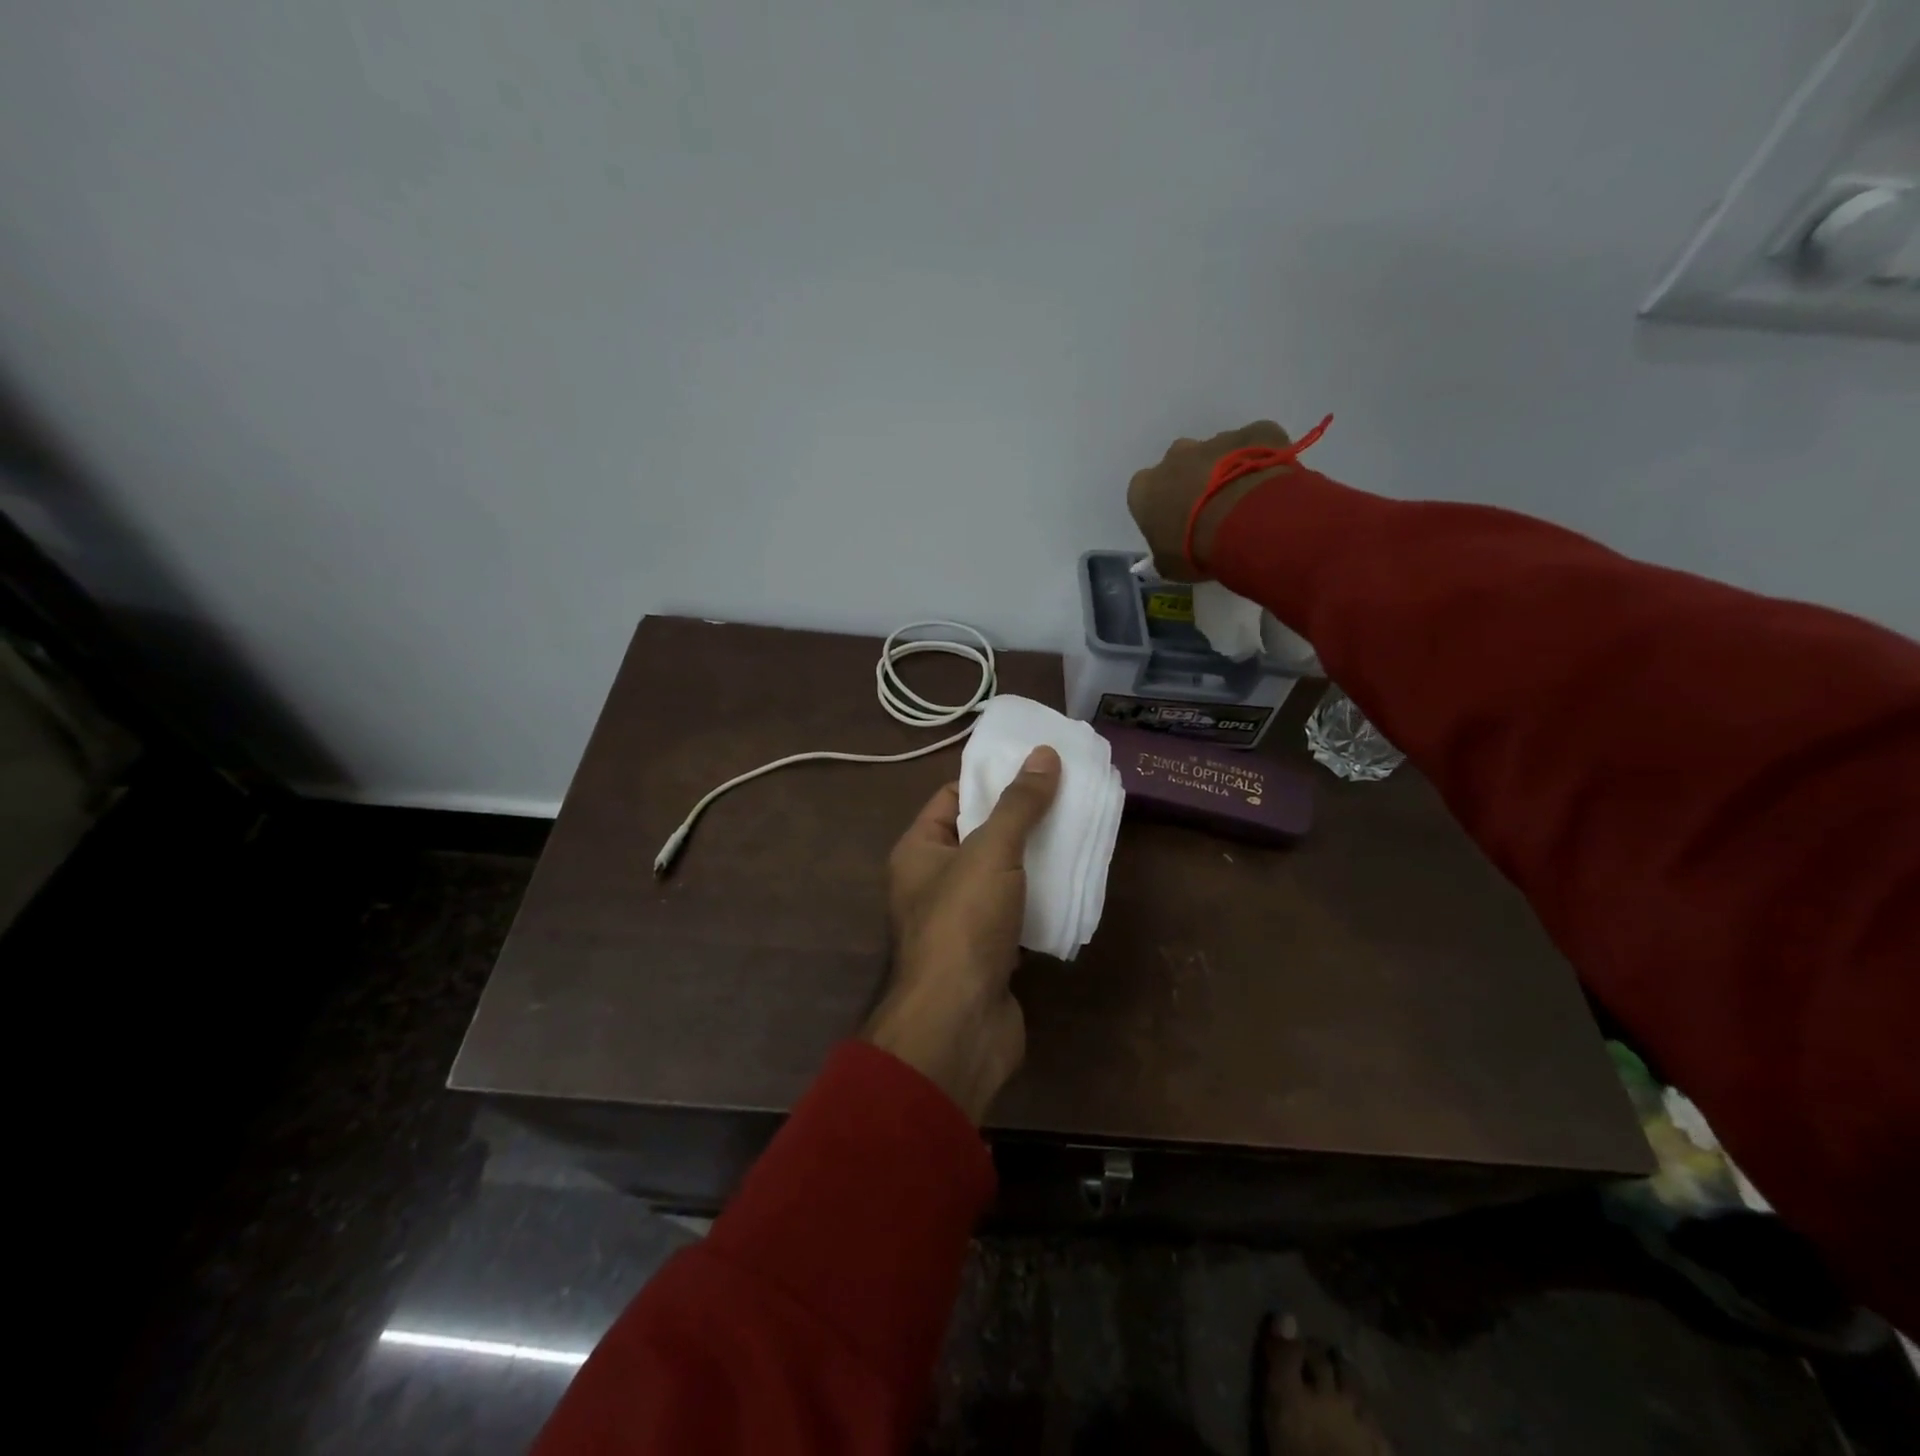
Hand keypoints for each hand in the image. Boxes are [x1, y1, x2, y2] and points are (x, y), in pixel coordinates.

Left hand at [861, 746, 1061, 1123]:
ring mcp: (961, 920)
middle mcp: (933, 882)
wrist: (959, 1023)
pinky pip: (1017, 913)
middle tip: (1068, 797)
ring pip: (1002, 876)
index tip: (1035, 767)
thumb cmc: (963, 923)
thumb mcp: (991, 851)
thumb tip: (1044, 754)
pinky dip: (1041, 900)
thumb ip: (1018, 804)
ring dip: (1035, 860)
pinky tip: (1075, 886)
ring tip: (1079, 834)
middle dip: (1021, 819)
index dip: (990, 780)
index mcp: (918, 851)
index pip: (951, 798)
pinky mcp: (988, 952)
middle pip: (980, 836)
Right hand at [1127, 420, 1294, 581]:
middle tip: (1212, 510)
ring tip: (1245, 502)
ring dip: (1227, 470)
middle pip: (1180, 464)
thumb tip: (1167, 555)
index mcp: (1145, 489)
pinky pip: (1257, 442)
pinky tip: (1270, 483)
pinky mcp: (1254, 432)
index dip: (1161, 507)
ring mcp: (1215, 440)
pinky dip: (1263, 457)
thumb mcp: (1169, 564)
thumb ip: (1164, 554)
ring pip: (1218, 452)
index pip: (1145, 492)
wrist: (1247, 522)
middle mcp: (1174, 457)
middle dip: (1192, 481)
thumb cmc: (1195, 548)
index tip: (1175, 523)